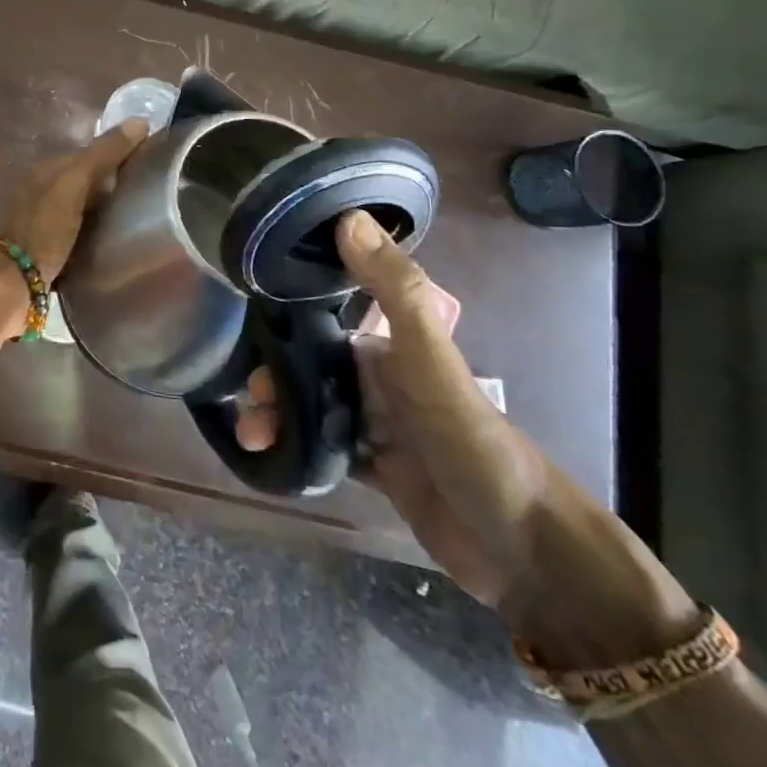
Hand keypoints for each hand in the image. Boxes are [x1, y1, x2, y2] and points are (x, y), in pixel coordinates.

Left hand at [0, 119, 150, 285]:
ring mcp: (39, 221)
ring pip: (80, 209)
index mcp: (42, 170)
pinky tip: (111, 243)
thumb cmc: (42, 230)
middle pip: (83, 182)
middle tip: (148, 197)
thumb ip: (102, 155)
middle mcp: (38, 191)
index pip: (87, 154)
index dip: (116, 156)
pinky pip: (76, 234)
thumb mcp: (72, 186)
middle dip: (110, 186)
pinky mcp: (44, 250)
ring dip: (102, 212)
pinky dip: (93, 235)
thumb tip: (139, 121)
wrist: (10, 285)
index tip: (148, 165)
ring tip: (136, 221)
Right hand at [233, 210, 551, 609]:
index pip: (321, 321)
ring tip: (252, 436)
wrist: (522, 549)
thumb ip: (394, 290)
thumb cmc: (470, 441)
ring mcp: (378, 426)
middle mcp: (379, 380)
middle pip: (309, 368)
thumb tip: (347, 217)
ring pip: (312, 408)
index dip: (281, 324)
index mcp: (389, 347)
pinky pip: (324, 449)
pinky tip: (270, 457)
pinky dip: (297, 449)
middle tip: (247, 402)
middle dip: (273, 379)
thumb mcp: (430, 359)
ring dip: (279, 417)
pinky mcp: (379, 470)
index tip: (244, 335)